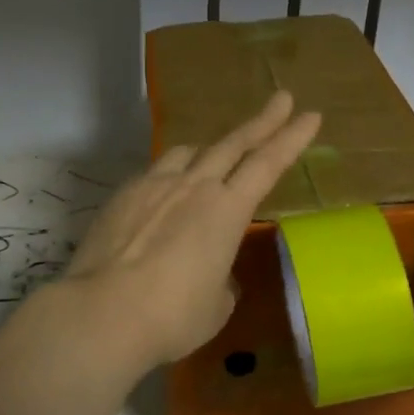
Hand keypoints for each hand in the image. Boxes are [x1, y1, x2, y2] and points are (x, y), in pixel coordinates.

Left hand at [62, 91, 321, 374]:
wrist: (103, 312)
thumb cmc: (173, 315)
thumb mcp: (216, 304)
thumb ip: (222, 279)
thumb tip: (214, 273)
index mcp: (227, 210)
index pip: (268, 164)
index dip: (292, 138)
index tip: (310, 115)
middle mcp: (194, 186)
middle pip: (233, 143)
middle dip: (262, 121)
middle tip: (282, 99)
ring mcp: (154, 184)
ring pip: (188, 151)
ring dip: (209, 149)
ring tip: (213, 155)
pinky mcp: (123, 194)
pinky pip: (155, 172)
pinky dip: (170, 174)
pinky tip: (164, 193)